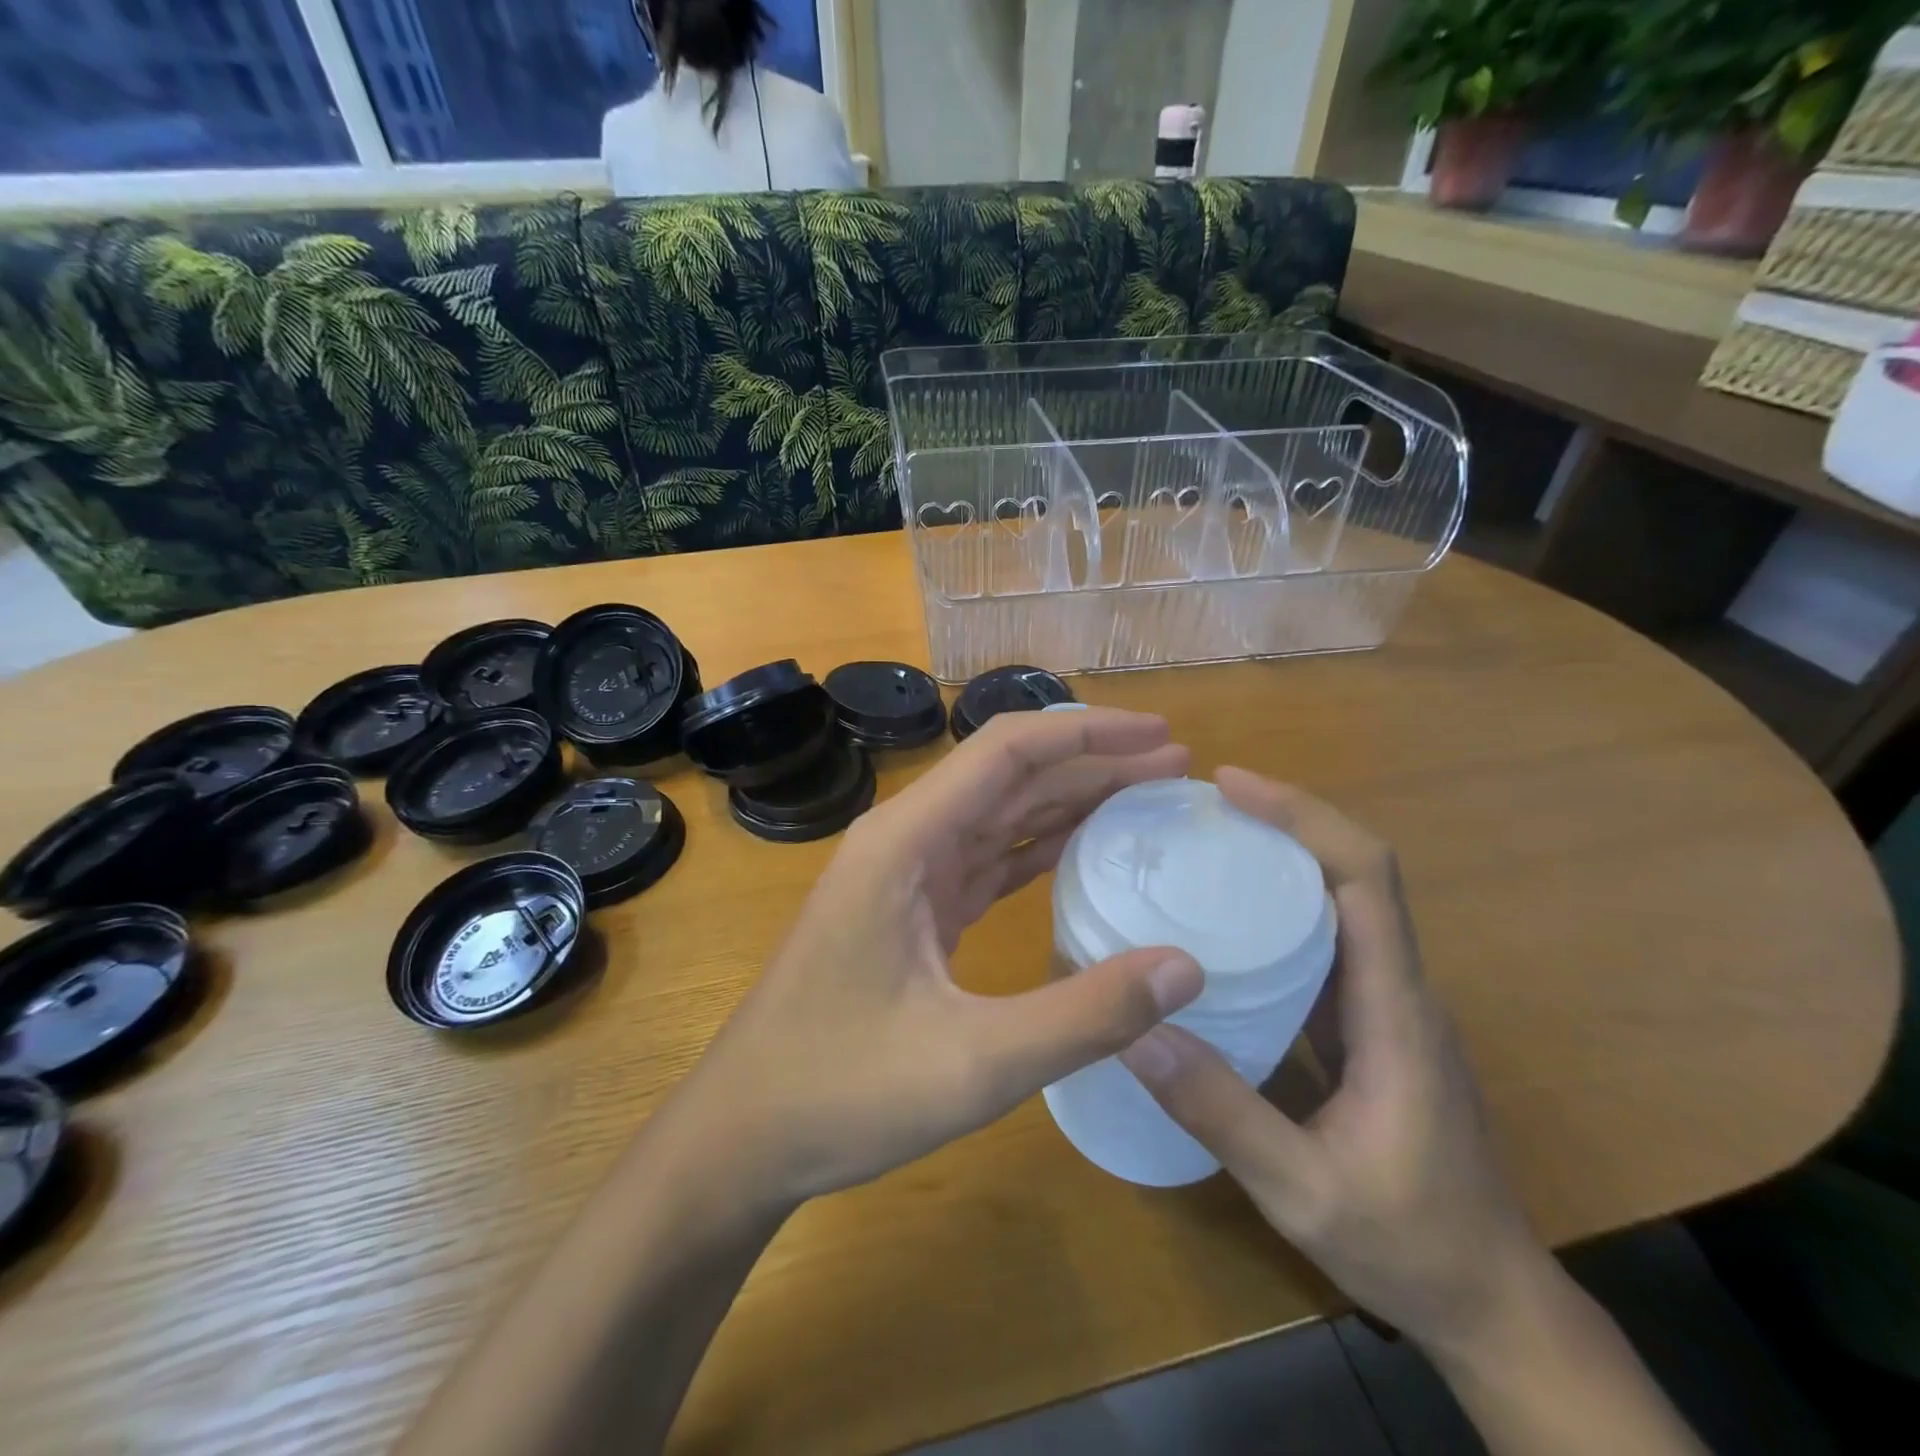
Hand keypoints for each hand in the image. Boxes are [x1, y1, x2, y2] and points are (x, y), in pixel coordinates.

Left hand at [677, 707, 1204, 1208]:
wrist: (744, 1132)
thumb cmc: (840, 1090)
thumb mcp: (973, 1062)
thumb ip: (1084, 1015)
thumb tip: (1186, 967)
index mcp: (907, 841)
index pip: (1007, 752)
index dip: (1088, 733)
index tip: (1160, 738)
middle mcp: (904, 840)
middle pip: (1010, 777)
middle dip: (1093, 764)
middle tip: (1175, 770)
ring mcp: (905, 876)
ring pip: (999, 816)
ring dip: (1069, 803)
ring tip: (1146, 800)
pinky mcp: (912, 911)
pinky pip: (985, 861)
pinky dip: (1038, 851)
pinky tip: (1084, 853)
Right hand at [1120, 768, 1547, 1361]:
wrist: (1492, 1304)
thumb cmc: (1409, 1245)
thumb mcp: (1302, 1190)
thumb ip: (1220, 1112)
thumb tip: (1137, 1030)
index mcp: (1395, 1011)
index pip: (1367, 879)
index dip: (1305, 818)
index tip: (1234, 786)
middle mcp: (1398, 990)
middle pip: (1356, 873)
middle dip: (1285, 822)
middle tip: (1203, 808)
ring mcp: (1387, 1008)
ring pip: (1343, 904)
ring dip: (1282, 860)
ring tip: (1205, 846)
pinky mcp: (1371, 1028)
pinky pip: (1327, 946)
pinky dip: (1279, 912)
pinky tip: (1225, 926)